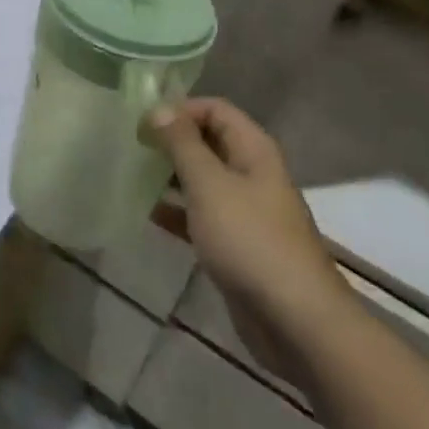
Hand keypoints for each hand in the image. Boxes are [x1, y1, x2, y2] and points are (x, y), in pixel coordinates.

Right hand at [147, 98, 350, 381]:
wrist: (296, 321)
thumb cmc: (250, 240)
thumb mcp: (209, 184)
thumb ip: (182, 144)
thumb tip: (160, 108)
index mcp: (253, 149)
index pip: (215, 109)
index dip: (180, 109)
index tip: (143, 123)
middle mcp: (252, 173)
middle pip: (208, 142)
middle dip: (172, 142)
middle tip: (132, 147)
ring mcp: (246, 210)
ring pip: (203, 180)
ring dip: (171, 176)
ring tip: (132, 175)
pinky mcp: (237, 245)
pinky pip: (202, 216)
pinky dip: (178, 211)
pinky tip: (148, 214)